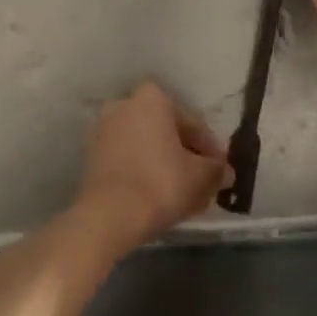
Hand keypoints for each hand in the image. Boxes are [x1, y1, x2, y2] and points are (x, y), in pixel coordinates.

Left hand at [75, 81, 228, 251]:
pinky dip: (143, 173)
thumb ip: (217, 170)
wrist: (107, 217)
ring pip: (146, 147)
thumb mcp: (201, 177)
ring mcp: (103, 130)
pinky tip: (157, 197)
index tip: (220, 171)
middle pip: (167, 133)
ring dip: (164, 165)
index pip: (192, 124)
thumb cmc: (160, 184)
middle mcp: (125, 104)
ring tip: (181, 194)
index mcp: (153, 98)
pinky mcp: (90, 156)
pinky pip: (127, 160)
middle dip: (185, 156)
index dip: (210, 150)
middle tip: (202, 182)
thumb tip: (225, 172)